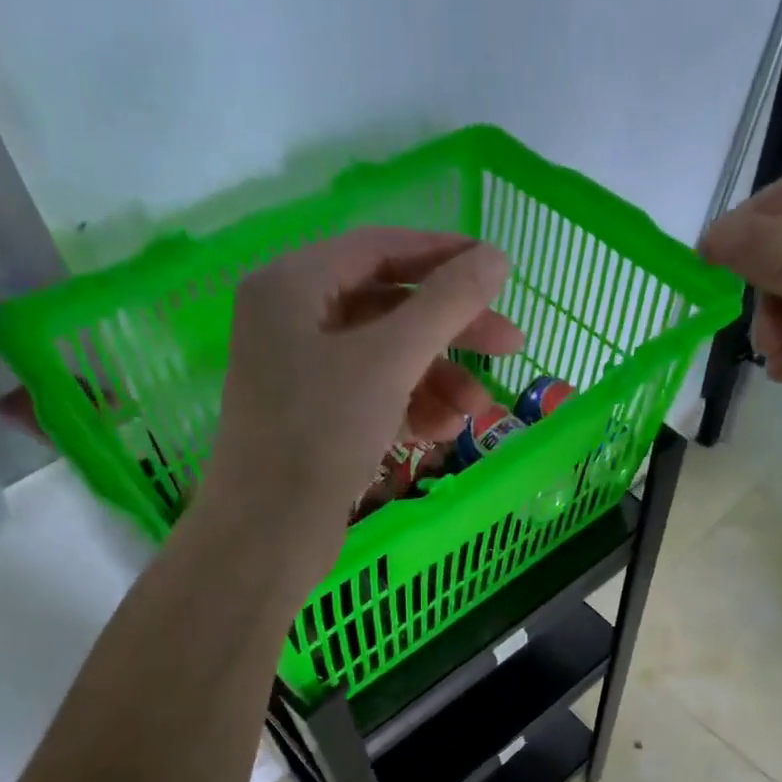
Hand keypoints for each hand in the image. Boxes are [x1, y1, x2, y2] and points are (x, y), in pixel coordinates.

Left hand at [197, 227, 519, 554]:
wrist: (269, 532)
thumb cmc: (321, 433)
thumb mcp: (390, 360)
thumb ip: (446, 304)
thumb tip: (497, 257)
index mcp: (293, 285)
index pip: (379, 249)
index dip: (444, 255)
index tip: (499, 270)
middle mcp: (293, 320)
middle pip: (389, 307)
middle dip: (452, 330)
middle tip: (512, 346)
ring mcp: (303, 372)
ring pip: (387, 358)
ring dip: (439, 378)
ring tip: (478, 411)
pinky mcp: (316, 417)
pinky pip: (374, 394)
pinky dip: (412, 406)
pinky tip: (445, 430)